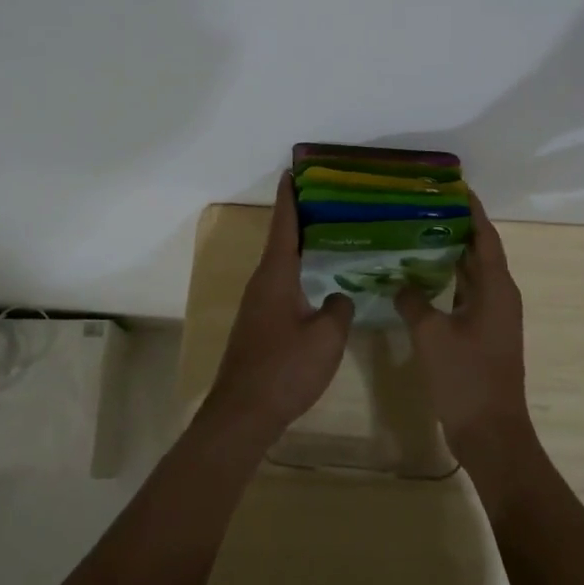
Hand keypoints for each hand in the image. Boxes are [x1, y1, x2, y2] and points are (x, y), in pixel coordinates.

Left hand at [202, 173, 353, 448]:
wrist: (244, 413)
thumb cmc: (285, 368)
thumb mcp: (326, 337)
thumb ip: (339, 309)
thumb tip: (339, 298)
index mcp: (276, 275)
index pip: (284, 225)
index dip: (290, 197)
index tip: (293, 171)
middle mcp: (262, 282)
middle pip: (282, 240)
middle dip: (300, 218)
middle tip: (327, 200)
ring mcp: (257, 305)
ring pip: (281, 265)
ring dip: (300, 247)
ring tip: (329, 236)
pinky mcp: (259, 325)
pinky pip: (281, 286)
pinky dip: (299, 273)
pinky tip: (318, 283)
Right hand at [394, 192, 531, 470]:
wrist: (491, 433)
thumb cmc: (466, 378)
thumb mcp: (432, 335)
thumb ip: (413, 301)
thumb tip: (400, 283)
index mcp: (496, 289)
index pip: (486, 237)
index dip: (473, 211)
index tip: (454, 187)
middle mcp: (500, 296)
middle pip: (481, 251)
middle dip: (457, 227)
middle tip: (424, 207)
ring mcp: (494, 317)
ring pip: (472, 274)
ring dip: (451, 254)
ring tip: (418, 233)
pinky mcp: (484, 334)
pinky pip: (466, 294)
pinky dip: (448, 281)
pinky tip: (421, 278)